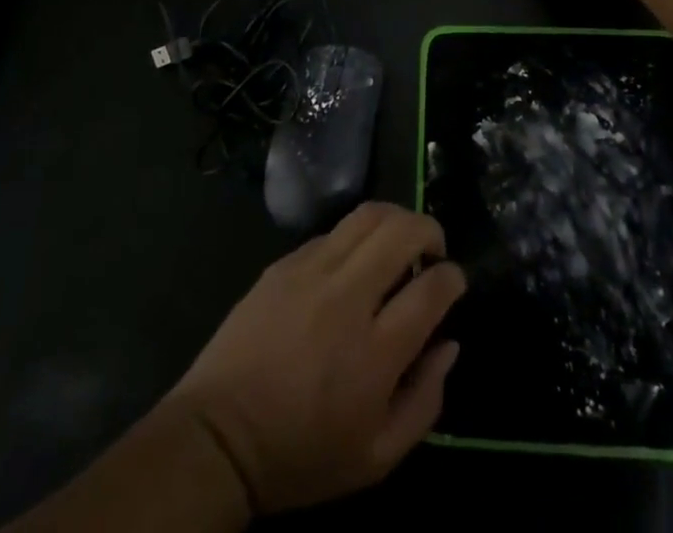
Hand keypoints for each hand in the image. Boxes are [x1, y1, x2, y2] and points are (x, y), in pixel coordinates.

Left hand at [166, 202, 466, 515]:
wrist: (219, 437)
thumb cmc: (302, 456)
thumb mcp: (377, 458)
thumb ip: (425, 401)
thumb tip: (450, 344)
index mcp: (375, 352)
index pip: (431, 288)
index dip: (453, 277)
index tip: (454, 281)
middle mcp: (347, 298)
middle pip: (402, 231)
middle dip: (430, 230)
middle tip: (433, 250)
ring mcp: (311, 272)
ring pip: (368, 215)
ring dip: (396, 218)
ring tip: (400, 240)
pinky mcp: (284, 263)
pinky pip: (332, 231)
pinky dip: (355, 237)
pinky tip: (353, 262)